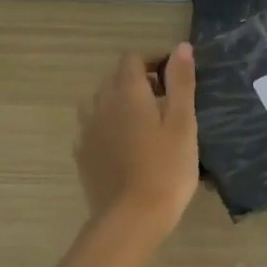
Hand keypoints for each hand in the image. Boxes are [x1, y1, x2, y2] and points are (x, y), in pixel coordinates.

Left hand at [73, 45, 199, 234]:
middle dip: (140, 82)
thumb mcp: (183, 123)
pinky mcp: (83, 155)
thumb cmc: (166, 169)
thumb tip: (181, 46)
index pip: (132, 58)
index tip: (175, 79)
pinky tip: (127, 148)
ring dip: (121, 104)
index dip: (154, 61)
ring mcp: (87, 130)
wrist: (131, 219)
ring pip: (102, 103)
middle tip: (168, 104)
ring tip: (146, 126)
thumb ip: (181, 82)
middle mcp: (101, 104)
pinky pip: (95, 128)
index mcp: (127, 92)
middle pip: (116, 79)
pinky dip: (110, 127)